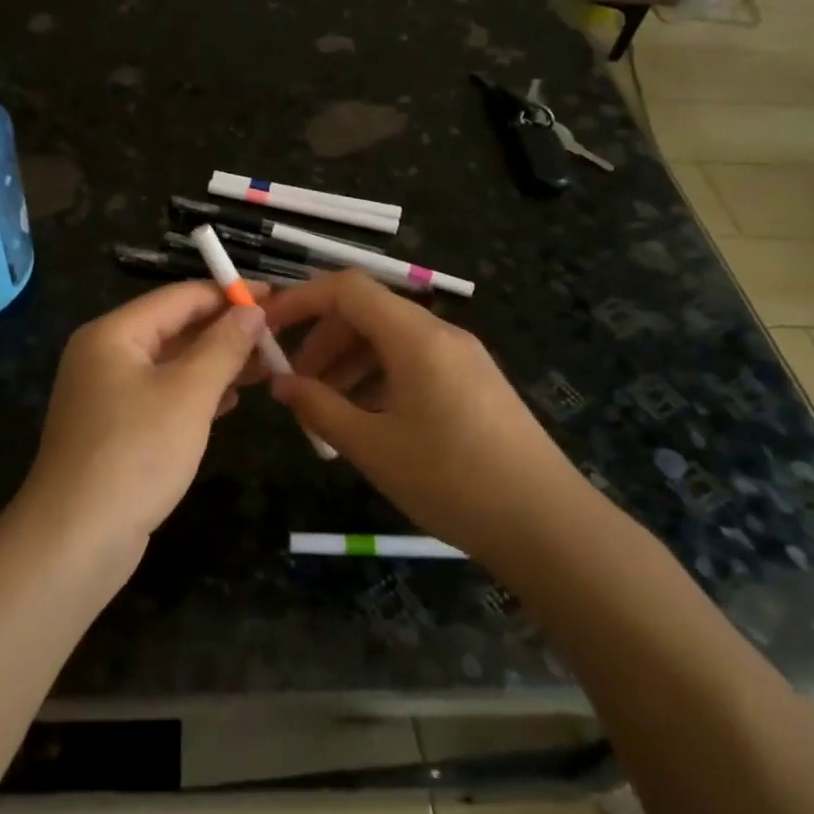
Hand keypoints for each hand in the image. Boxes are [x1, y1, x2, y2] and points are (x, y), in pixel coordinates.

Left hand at [15, 280, 267, 550]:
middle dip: (225, 331)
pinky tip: (230, 402)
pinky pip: (163, 397)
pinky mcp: (116, 430)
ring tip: (266, 367)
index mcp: (114, 334)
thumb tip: (253, 310)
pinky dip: (196, 394)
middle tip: (277, 337)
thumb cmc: (136, 453)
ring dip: (216, 364)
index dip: (229, 294)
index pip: (179, 297)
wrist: (77, 538)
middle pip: (174, 329)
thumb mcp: (189, 393)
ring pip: (171, 365)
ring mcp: (107, 395)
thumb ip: (223, 346)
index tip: (276, 297)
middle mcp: (105, 356)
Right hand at [260, 271, 578, 557]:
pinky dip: (380, 380)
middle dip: (323, 342)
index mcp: (415, 336)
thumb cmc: (451, 480)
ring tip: (325, 412)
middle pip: (368, 313)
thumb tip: (282, 384)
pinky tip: (368, 421)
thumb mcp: (372, 446)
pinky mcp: (474, 384)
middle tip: (294, 386)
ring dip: (349, 365)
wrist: (547, 524)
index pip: (347, 288)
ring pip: (391, 341)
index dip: (301, 300)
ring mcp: (463, 358)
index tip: (266, 329)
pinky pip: (415, 364)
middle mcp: (441, 334)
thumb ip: (320, 408)